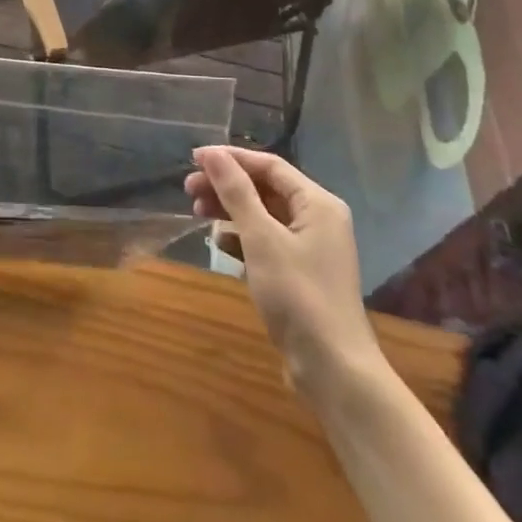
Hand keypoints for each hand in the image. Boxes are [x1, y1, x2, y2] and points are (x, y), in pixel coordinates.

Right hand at [185, 146, 385, 395]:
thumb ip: (236, 192)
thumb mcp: (261, 239)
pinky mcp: (301, 273)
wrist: (333, 368)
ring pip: (264, 215)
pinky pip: (267, 241)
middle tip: (188, 189)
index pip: (269, 165)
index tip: (194, 159)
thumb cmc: (298, 295)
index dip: (231, 158)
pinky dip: (242, 237)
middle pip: (266, 188)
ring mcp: (311, 248)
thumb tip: (212, 153)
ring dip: (231, 210)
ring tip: (197, 212)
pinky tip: (219, 243)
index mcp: (317, 203)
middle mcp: (318, 219)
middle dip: (227, 185)